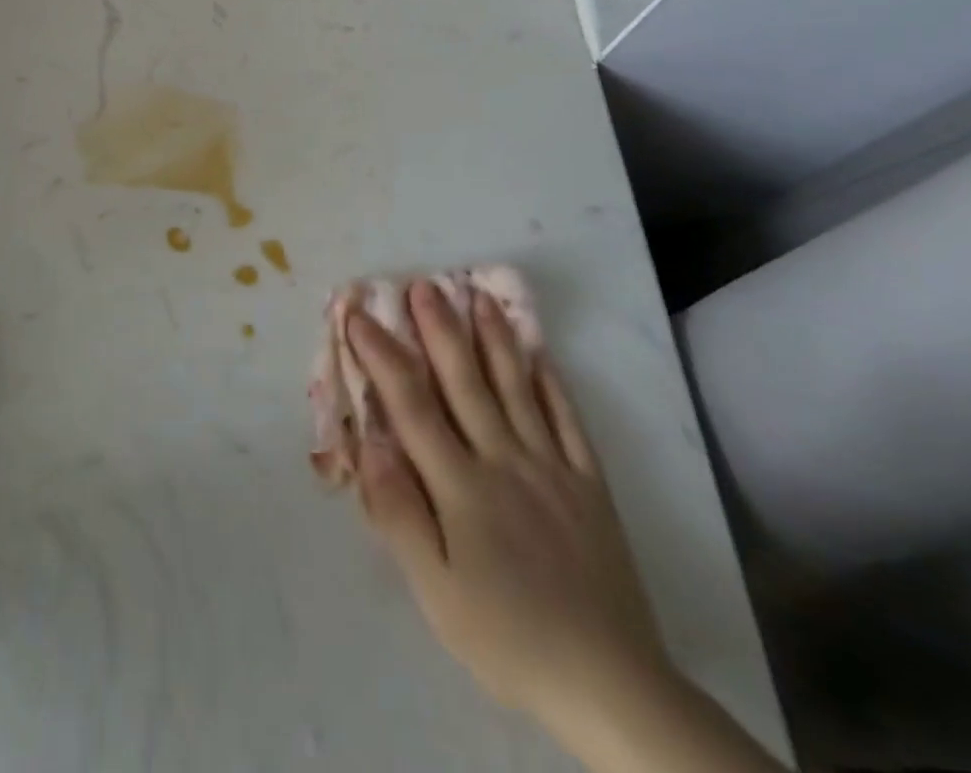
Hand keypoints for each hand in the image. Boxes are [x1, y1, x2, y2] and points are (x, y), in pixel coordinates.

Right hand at [347, 281, 667, 730]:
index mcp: (461, 485)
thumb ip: (399, 513)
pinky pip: (567, 420)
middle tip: (423, 284)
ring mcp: (551, 467)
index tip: (359, 316)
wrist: (611, 685)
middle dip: (439, 329)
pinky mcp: (589, 484)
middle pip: (464, 381)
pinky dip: (551, 382)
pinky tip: (540, 354)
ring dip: (493, 338)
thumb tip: (370, 443)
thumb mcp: (436, 592)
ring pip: (516, 388)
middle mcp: (503, 460)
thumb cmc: (507, 637)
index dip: (382, 356)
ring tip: (478, 296)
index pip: (411, 405)